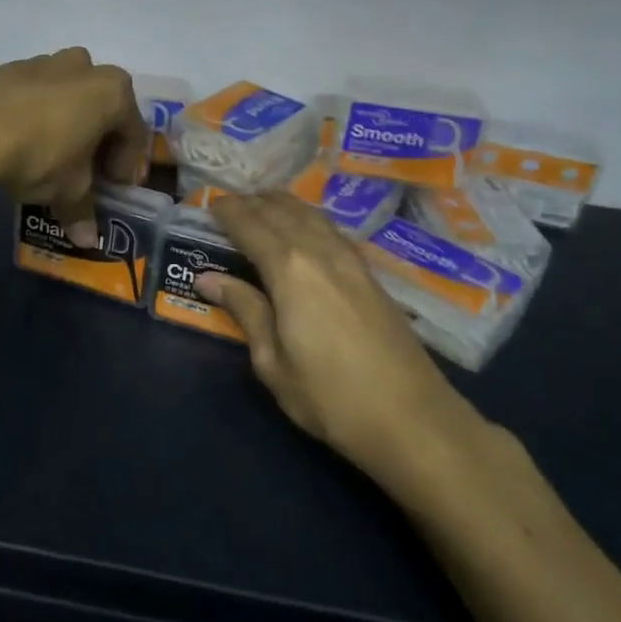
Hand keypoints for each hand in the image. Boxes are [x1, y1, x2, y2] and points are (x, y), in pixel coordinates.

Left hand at [0, 48, 148, 246]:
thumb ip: (83, 210)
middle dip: (97, 141)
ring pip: (67, 97)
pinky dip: (36, 116)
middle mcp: (84, 68)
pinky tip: (20, 143)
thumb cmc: (40, 155)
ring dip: (66, 125)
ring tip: (51, 158)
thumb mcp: (68, 190)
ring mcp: (44, 63)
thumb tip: (87, 240)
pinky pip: (34, 95)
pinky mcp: (8, 69)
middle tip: (85, 174)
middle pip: (101, 108)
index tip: (112, 190)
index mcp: (113, 91)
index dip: (126, 166)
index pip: (133, 133)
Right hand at [197, 193, 480, 492]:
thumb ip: (244, 310)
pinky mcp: (370, 274)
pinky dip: (307, 218)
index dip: (227, 211)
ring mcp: (351, 260)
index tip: (208, 205)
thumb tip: (207, 278)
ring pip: (311, 214)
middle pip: (282, 211)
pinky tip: (304, 228)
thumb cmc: (330, 396)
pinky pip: (330, 229)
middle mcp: (320, 251)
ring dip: (282, 204)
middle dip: (252, 202)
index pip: (250, 225)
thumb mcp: (272, 361)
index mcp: (289, 269)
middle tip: (229, 204)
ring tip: (262, 205)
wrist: (412, 419)